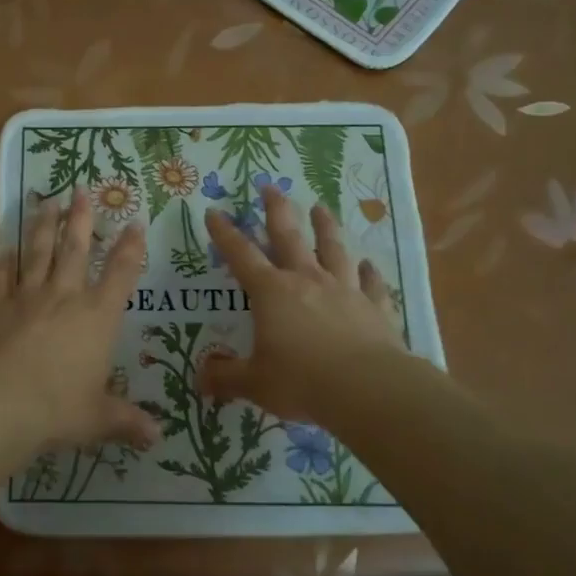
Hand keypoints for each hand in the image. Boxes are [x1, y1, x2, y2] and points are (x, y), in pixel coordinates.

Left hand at [0, 187, 157, 450]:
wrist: (0, 403)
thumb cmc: (59, 408)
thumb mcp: (98, 418)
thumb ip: (126, 422)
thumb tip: (157, 438)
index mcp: (98, 317)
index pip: (122, 274)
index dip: (131, 247)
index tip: (135, 222)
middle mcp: (65, 297)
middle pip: (76, 249)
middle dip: (81, 219)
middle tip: (81, 190)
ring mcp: (27, 297)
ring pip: (38, 252)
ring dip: (43, 225)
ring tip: (47, 201)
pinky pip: (2, 276)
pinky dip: (4, 260)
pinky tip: (5, 246)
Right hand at [200, 184, 403, 421]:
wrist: (367, 388)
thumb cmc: (301, 381)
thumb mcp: (254, 383)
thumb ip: (225, 377)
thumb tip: (200, 378)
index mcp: (271, 292)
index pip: (241, 255)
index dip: (224, 233)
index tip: (214, 211)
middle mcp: (307, 281)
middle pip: (290, 236)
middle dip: (277, 210)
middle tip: (270, 187)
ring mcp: (344, 290)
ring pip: (334, 249)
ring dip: (326, 227)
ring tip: (321, 208)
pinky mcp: (375, 307)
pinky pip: (371, 283)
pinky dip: (369, 272)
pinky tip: (368, 264)